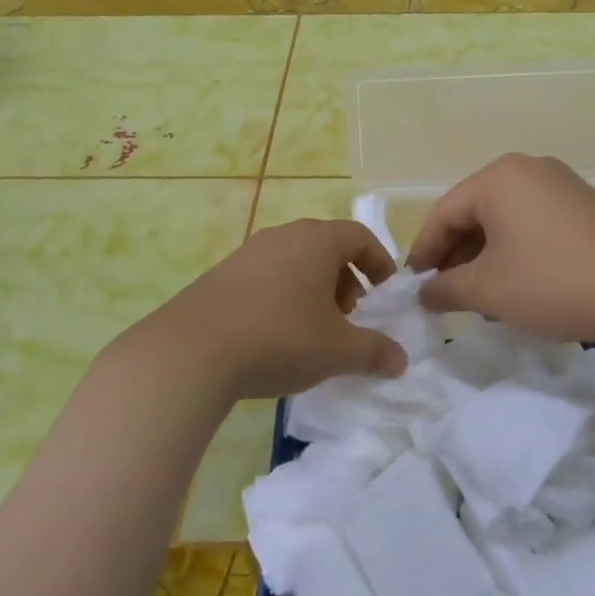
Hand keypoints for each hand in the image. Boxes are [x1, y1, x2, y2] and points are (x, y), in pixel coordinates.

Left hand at [128, 220, 407, 403]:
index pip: (359, 235)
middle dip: (346, 279)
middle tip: (349, 315)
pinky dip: (283, 296)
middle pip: (326, 247)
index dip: (379, 261)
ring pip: (295, 262)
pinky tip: (275, 334)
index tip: (384, 293)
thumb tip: (401, 360)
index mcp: (317, 240)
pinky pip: (267, 276)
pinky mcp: (221, 274)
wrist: (193, 350)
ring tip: (314, 329)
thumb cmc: (280, 338)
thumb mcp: (338, 350)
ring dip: (314, 289)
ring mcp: (248, 252)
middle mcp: (284, 235)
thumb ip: (375, 352)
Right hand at [407, 154, 594, 344]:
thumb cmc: (553, 282)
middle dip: (457, 254)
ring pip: (505, 219)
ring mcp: (560, 183)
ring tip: (480, 294)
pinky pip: (534, 222)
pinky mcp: (584, 204)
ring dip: (486, 255)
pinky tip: (519, 283)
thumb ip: (446, 289)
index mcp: (498, 178)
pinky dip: (517, 250)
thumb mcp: (488, 290)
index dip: (425, 251)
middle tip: (446, 293)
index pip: (445, 213)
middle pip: (475, 212)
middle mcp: (527, 169)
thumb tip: (423, 292)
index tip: (415, 286)